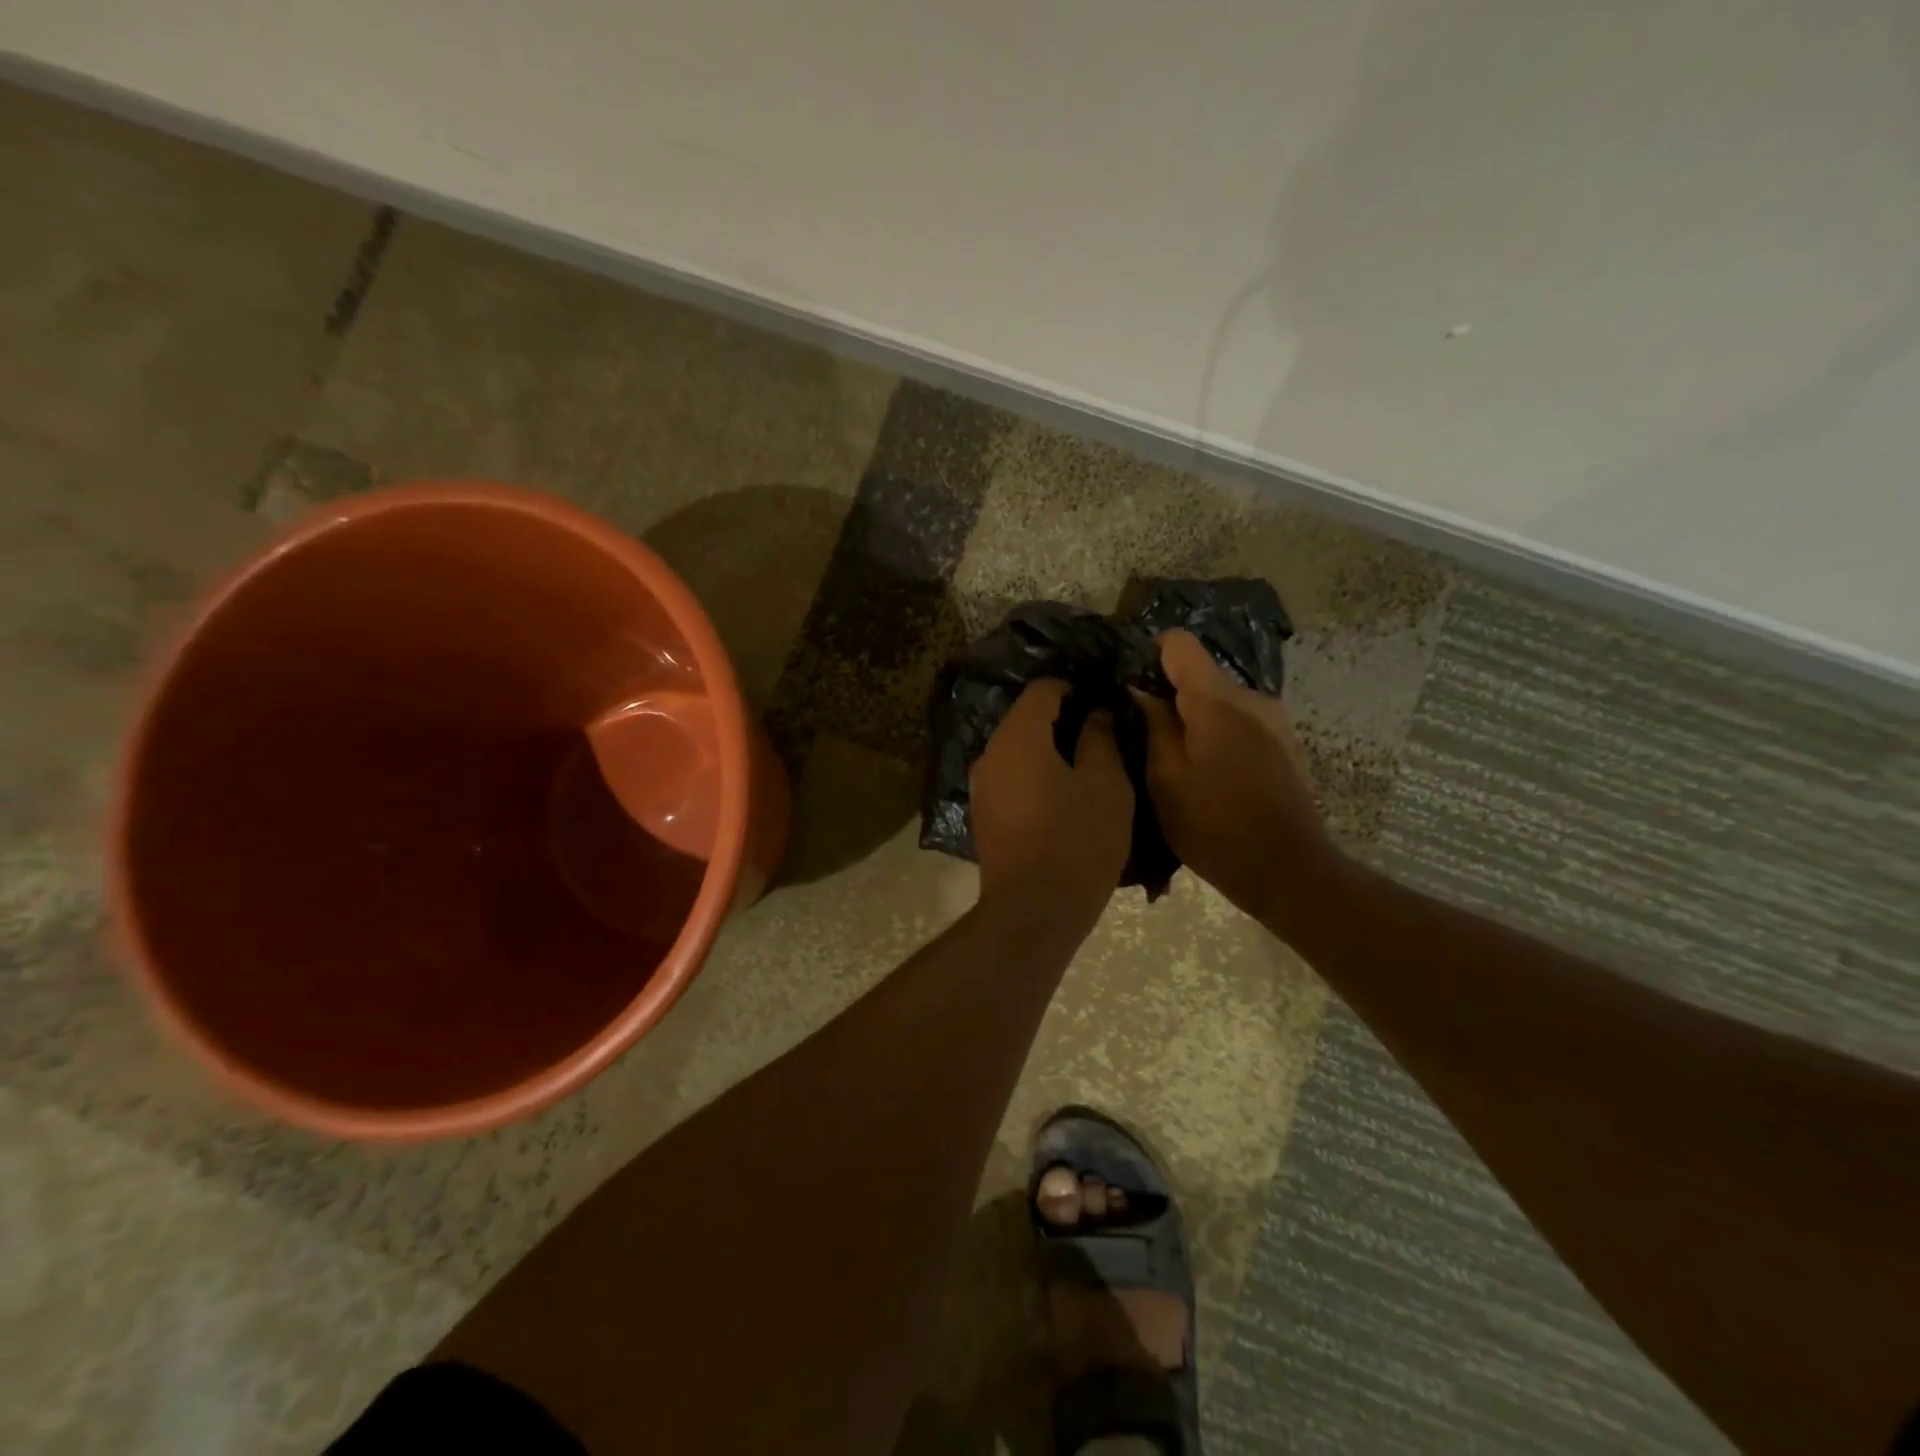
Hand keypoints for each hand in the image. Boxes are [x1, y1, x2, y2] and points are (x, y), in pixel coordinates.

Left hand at [970, 679, 1133, 922]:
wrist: (1033, 912)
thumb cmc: (1077, 842)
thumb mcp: (1105, 785)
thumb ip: (1100, 738)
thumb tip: (1095, 713)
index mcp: (1018, 737)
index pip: (1043, 689)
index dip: (1076, 688)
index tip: (1104, 702)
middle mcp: (990, 753)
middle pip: (1026, 718)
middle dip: (1063, 718)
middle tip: (1104, 734)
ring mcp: (982, 785)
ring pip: (1018, 749)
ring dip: (1049, 749)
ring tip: (1088, 765)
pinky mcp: (984, 813)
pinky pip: (1012, 776)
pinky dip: (1036, 774)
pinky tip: (1064, 794)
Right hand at [1132, 630, 1338, 931]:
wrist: (1286, 868)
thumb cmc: (1214, 824)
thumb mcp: (1165, 778)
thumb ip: (1153, 725)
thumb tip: (1141, 690)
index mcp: (1217, 701)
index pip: (1181, 644)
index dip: (1151, 652)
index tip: (1131, 680)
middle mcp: (1252, 698)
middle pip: (1202, 678)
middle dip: (1171, 697)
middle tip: (1143, 734)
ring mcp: (1275, 722)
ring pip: (1222, 705)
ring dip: (1196, 722)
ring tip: (1175, 762)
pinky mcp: (1286, 747)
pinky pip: (1242, 726)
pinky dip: (1219, 738)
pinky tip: (1210, 777)